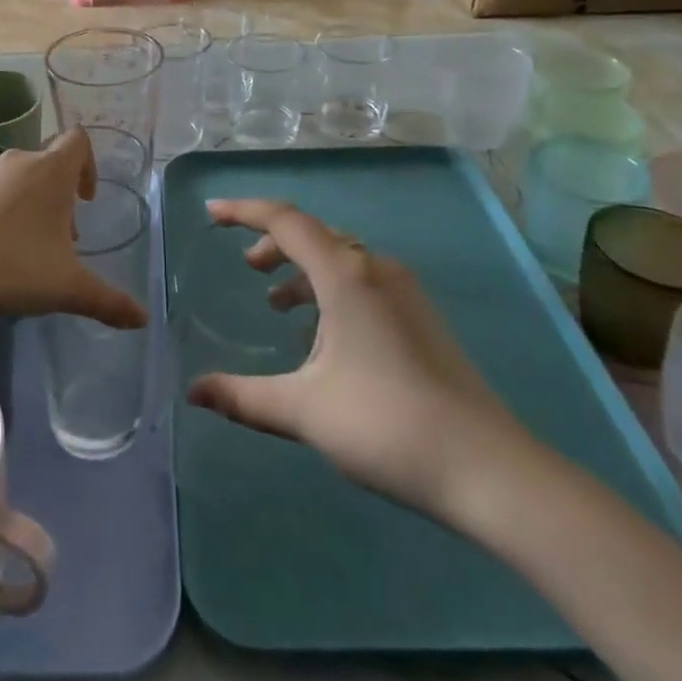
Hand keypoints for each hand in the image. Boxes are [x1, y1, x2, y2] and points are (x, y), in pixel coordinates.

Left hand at [0, 129, 147, 330]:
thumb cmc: (12, 269)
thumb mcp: (68, 289)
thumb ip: (109, 301)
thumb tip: (143, 319)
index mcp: (51, 172)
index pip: (78, 141)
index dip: (87, 165)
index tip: (83, 200)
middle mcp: (15, 161)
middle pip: (44, 166)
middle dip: (52, 199)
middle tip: (51, 243)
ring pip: (7, 179)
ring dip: (16, 204)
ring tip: (9, 249)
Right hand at [186, 198, 532, 528]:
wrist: (488, 469)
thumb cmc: (386, 425)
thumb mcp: (304, 410)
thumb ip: (243, 397)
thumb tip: (193, 393)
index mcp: (346, 275)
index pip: (285, 221)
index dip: (244, 211)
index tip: (211, 212)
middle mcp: (376, 269)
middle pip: (315, 235)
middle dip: (274, 244)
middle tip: (246, 268)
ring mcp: (405, 292)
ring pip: (342, 260)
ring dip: (303, 271)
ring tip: (276, 305)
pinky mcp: (421, 318)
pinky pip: (363, 283)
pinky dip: (331, 292)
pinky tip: (322, 340)